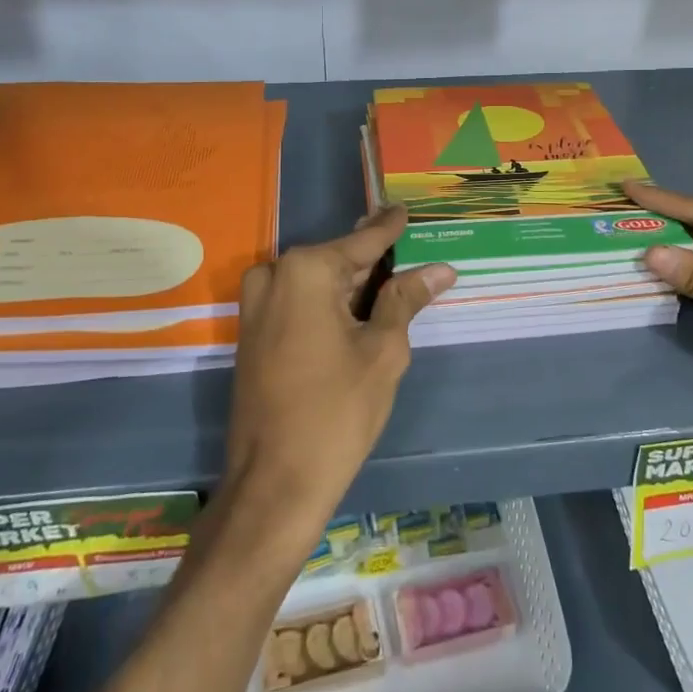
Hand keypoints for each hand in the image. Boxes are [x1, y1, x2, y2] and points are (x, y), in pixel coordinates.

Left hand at [226, 205, 455, 527]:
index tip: (406, 209)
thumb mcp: (383, 351)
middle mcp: (274, 275)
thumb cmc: (336, 412)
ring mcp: (256, 305)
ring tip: (394, 285)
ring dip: (352, 285)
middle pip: (338, 260)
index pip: (363, 240)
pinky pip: (297, 302)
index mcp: (306, 270)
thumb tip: (440, 267)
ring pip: (316, 281)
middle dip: (374, 261)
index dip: (390, 227)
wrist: (274, 483)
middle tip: (409, 253)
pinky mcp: (252, 333)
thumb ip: (406, 300)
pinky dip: (329, 303)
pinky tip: (360, 312)